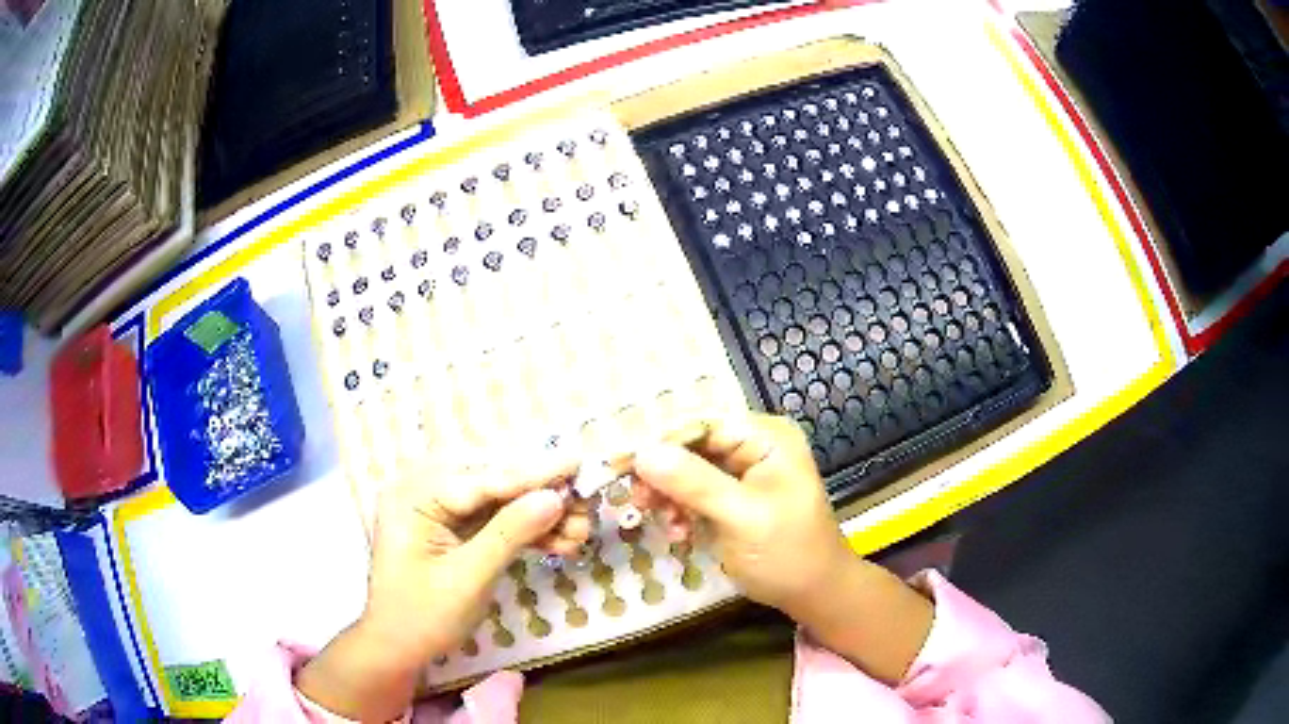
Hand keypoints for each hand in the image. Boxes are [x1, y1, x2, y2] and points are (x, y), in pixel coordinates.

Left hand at [298, 456, 590, 720]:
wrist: (399, 648)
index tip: (576, 461)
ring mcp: (438, 509)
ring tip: (580, 531)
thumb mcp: (468, 578)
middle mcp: (424, 491)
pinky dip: (526, 530)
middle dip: (541, 495)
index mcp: (413, 496)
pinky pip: (495, 519)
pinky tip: (560, 540)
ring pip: (499, 501)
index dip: (533, 472)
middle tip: (584, 503)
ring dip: (540, 516)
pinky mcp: (453, 527)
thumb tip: (555, 498)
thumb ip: (509, 534)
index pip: (481, 478)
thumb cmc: (423, 616)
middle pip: (493, 482)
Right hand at [633, 414, 932, 681]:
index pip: (703, 423)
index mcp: (766, 437)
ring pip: (687, 470)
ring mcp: (742, 472)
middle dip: (662, 474)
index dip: (661, 441)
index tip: (622, 465)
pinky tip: (679, 533)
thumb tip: (643, 453)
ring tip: (664, 523)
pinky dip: (680, 511)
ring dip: (668, 496)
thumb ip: (694, 483)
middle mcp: (754, 445)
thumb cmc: (787, 553)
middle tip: (637, 501)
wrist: (813, 593)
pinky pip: (693, 493)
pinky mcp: (732, 498)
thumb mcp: (742, 518)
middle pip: (691, 445)